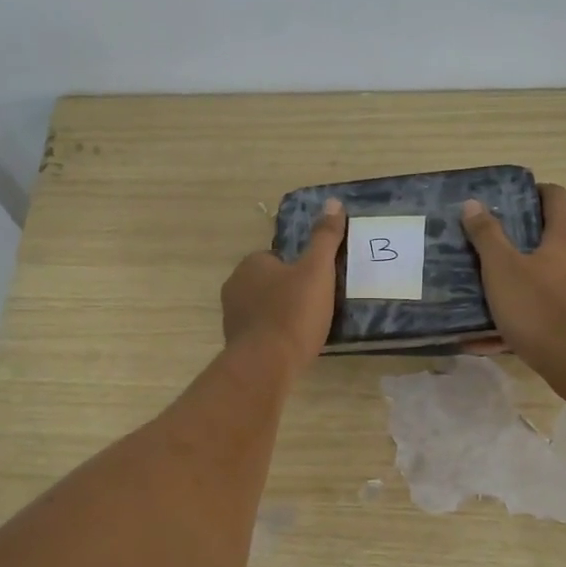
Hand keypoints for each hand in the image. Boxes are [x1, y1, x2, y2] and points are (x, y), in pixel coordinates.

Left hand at [221, 198, 345, 370]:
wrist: (266, 364)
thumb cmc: (293, 312)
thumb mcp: (317, 270)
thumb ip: (325, 238)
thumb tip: (333, 202)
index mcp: (251, 264)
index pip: (277, 257)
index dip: (298, 269)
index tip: (317, 283)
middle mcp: (235, 286)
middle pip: (269, 283)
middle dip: (288, 291)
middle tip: (316, 306)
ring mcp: (232, 317)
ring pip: (263, 308)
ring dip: (281, 315)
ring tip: (307, 328)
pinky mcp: (236, 344)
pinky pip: (260, 332)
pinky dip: (274, 336)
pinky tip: (292, 346)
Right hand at [460, 184, 565, 370]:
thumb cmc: (538, 306)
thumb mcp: (502, 268)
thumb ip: (486, 235)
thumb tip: (473, 204)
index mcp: (565, 237)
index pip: (555, 197)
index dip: (534, 191)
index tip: (509, 197)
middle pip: (553, 236)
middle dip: (522, 237)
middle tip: (491, 240)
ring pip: (547, 275)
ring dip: (519, 276)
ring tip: (487, 286)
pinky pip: (543, 309)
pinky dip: (519, 314)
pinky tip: (487, 337)